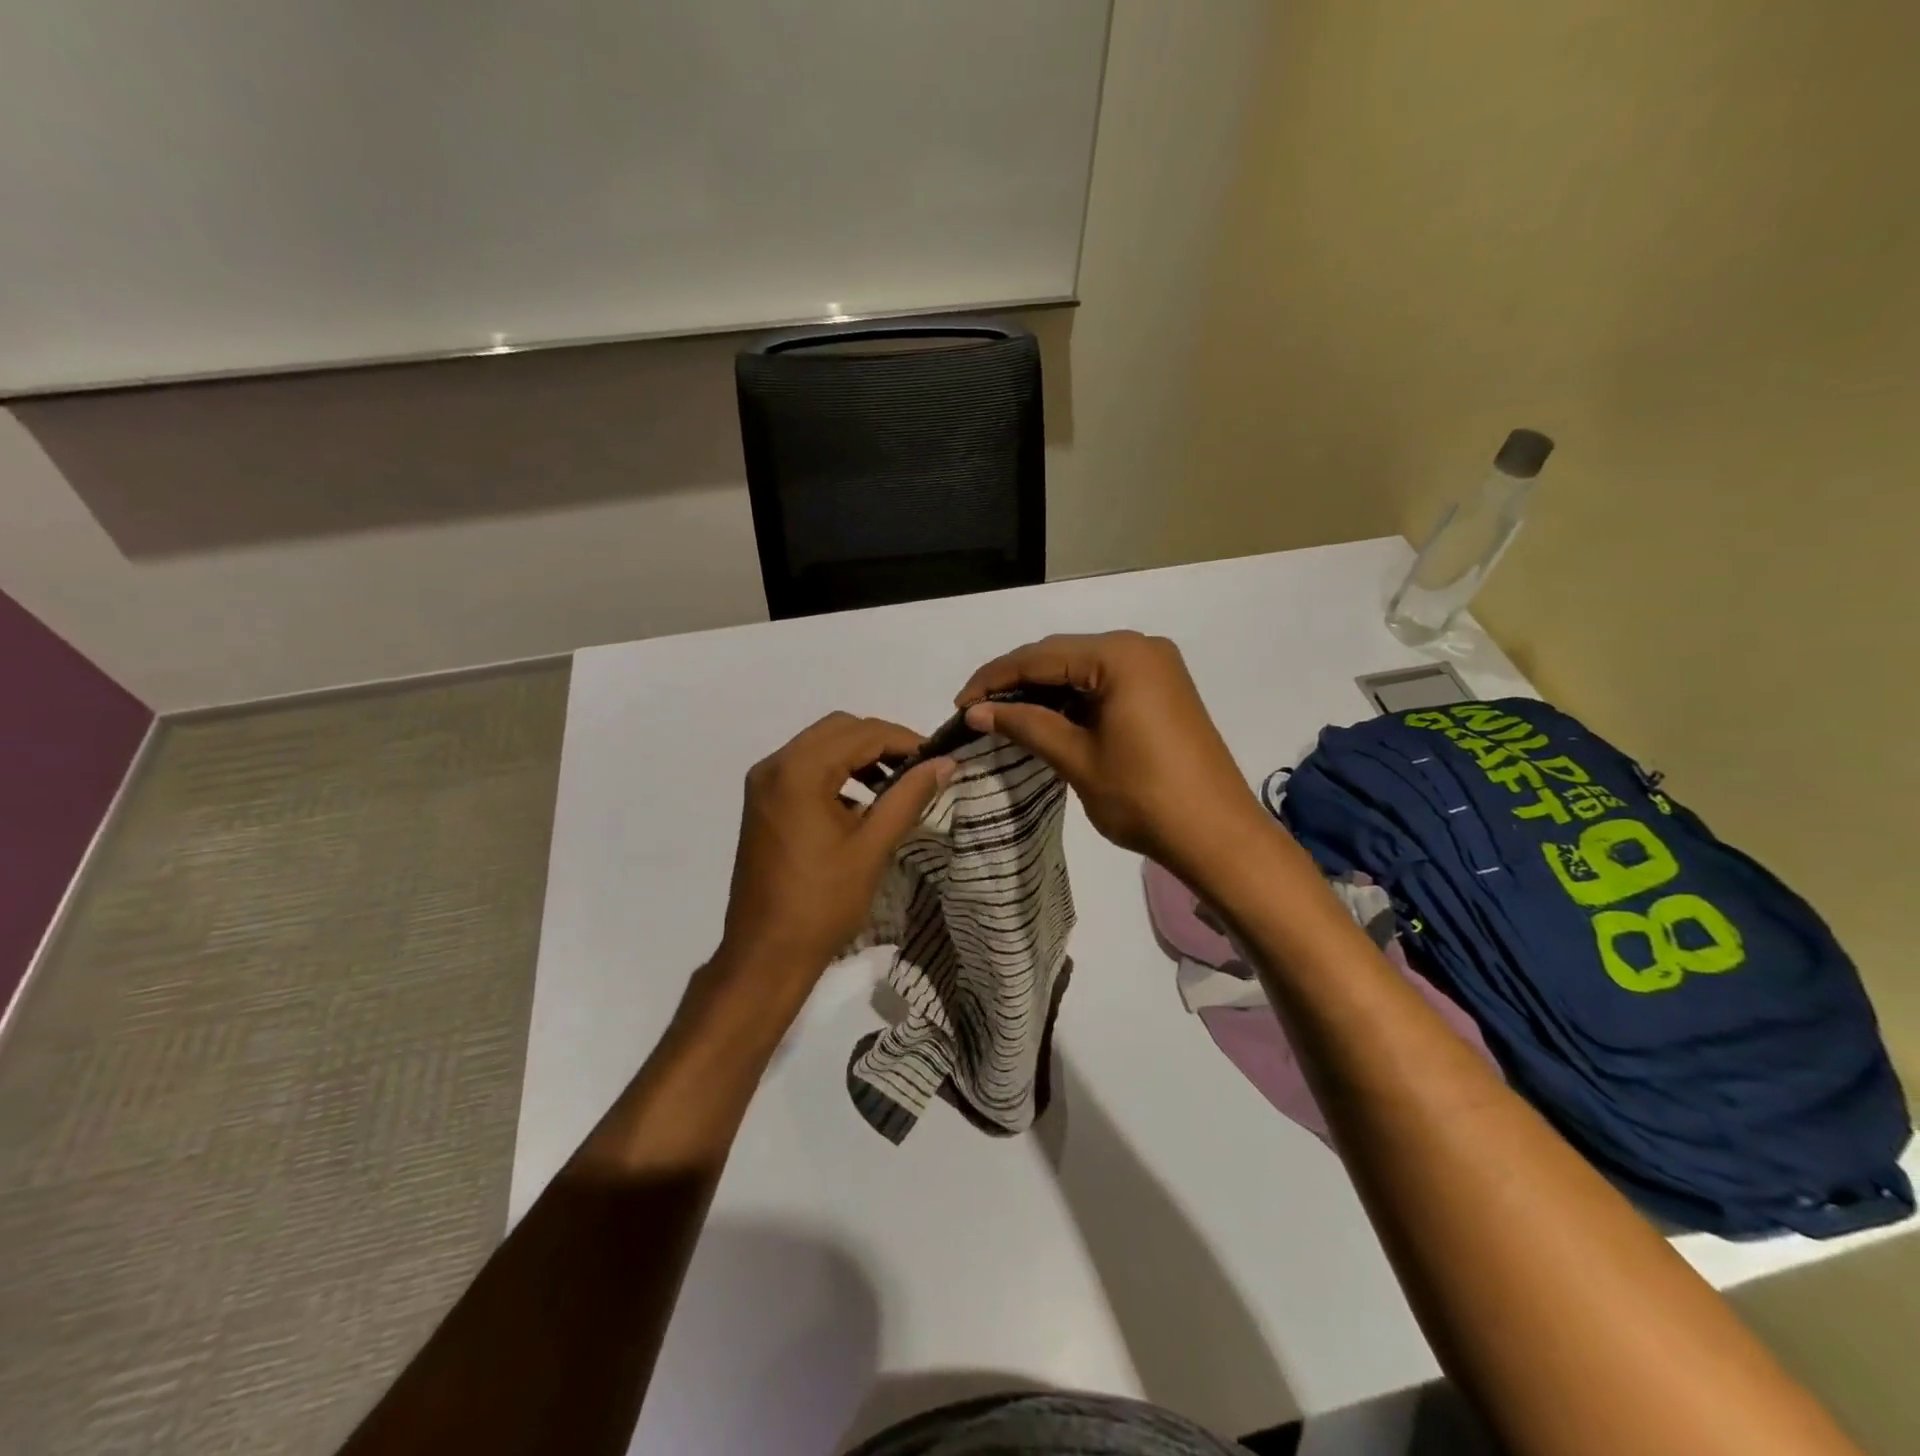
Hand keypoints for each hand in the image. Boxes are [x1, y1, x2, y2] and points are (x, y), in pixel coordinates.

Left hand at [717, 713, 952, 996]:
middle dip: (881, 742)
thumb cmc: (822, 902)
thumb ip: (909, 796)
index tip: (938, 759)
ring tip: (895, 785)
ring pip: (820, 746)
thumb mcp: (872, 847)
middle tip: (918, 769)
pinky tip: (861, 803)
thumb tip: (945, 763)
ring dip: (859, 756)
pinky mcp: (763, 803)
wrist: (766, 954)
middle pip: (838, 729)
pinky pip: (805, 769)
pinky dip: (836, 773)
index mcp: (798, 771)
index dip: (905, 740)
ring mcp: (764, 784)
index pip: (862, 733)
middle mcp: (774, 766)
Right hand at [955, 631, 1265, 880]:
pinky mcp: (1164, 690)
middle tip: (978, 710)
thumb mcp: (1077, 759)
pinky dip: (1074, 699)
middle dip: (1017, 681)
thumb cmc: (1144, 797)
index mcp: (1120, 656)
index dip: (994, 679)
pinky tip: (1048, 718)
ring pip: (1083, 668)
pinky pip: (1106, 682)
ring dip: (1044, 689)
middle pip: (1062, 655)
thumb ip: (1026, 725)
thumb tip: (977, 711)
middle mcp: (1141, 648)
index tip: (959, 704)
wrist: (1218, 836)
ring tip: (1004, 716)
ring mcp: (1157, 668)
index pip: (1041, 656)